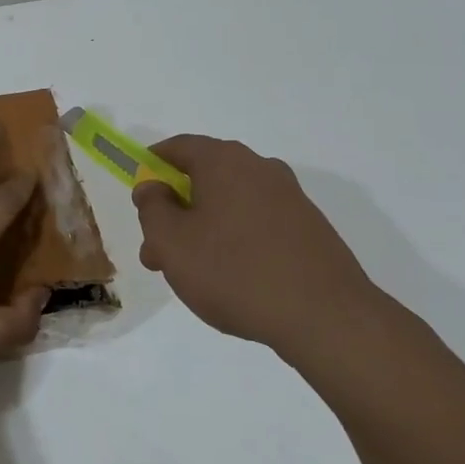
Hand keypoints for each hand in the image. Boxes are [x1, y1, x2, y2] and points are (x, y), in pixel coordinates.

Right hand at [132, 135, 391, 357]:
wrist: (325, 317)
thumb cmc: (233, 272)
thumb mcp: (171, 242)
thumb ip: (152, 207)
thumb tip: (153, 186)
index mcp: (225, 162)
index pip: (178, 147)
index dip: (152, 166)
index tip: (139, 194)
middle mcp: (260, 168)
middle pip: (204, 178)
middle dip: (174, 210)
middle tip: (156, 251)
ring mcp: (290, 198)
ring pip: (229, 204)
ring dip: (202, 229)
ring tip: (188, 274)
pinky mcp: (309, 228)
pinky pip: (257, 222)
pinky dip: (234, 240)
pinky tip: (229, 278)